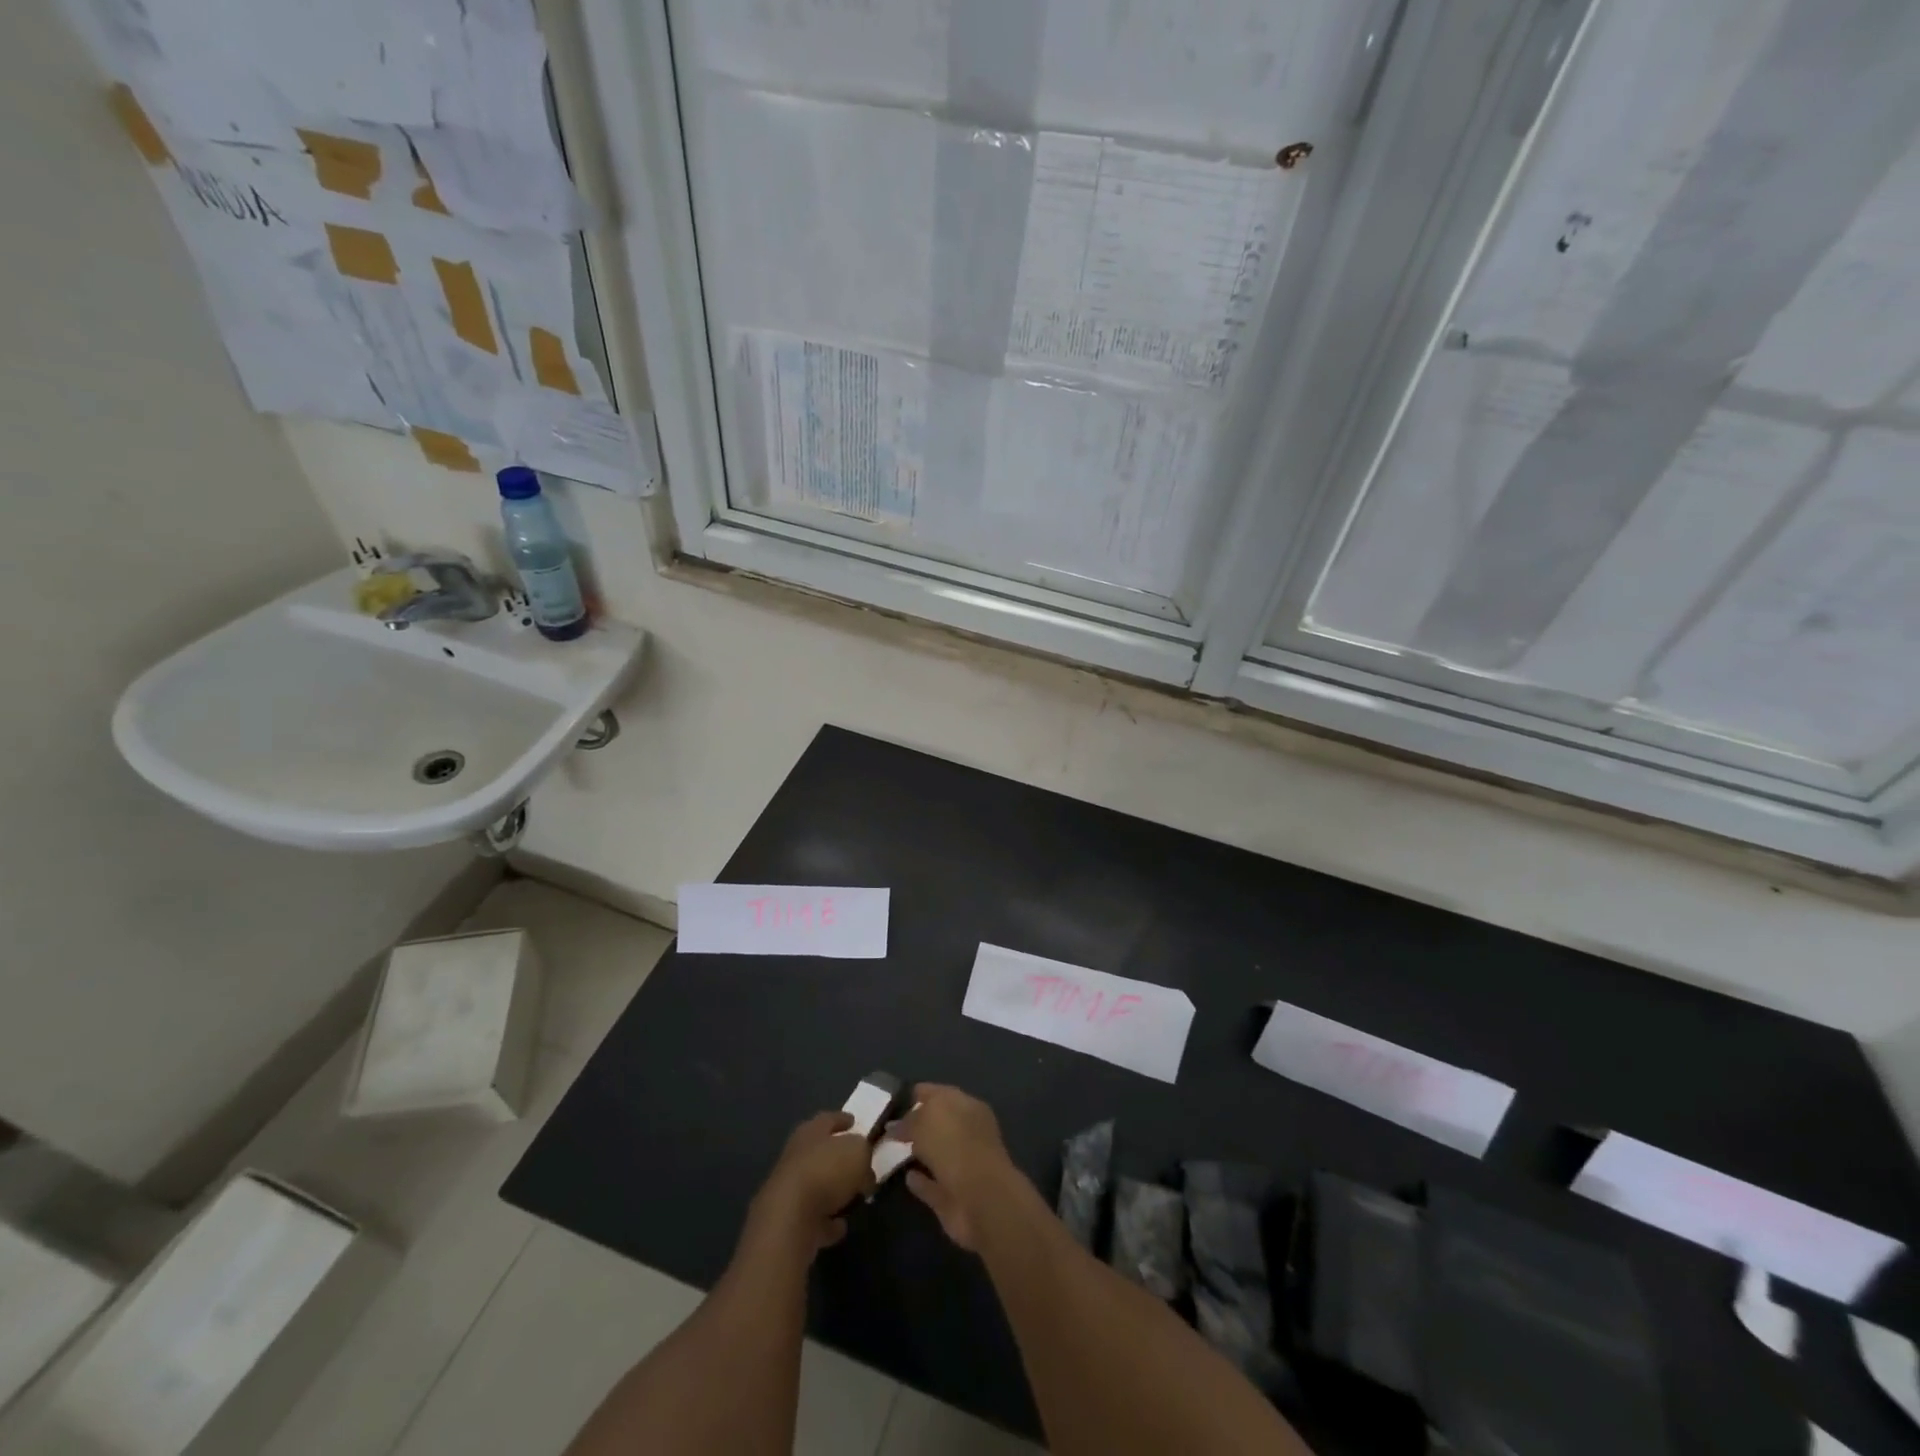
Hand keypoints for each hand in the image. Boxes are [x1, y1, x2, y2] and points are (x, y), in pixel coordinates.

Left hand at [746, 1111, 876, 1257]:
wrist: (789, 1219)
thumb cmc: (827, 1172)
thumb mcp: (858, 1151)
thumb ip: (863, 1152)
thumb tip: (863, 1165)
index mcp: (811, 1133)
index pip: (828, 1119)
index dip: (842, 1119)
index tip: (854, 1121)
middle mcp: (796, 1157)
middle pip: (819, 1152)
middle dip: (837, 1157)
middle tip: (858, 1162)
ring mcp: (790, 1191)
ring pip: (816, 1186)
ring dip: (832, 1191)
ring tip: (854, 1196)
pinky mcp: (789, 1222)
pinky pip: (814, 1219)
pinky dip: (827, 1222)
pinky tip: (841, 1225)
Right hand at [894, 1085, 1022, 1251]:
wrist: (980, 1202)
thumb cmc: (955, 1147)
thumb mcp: (926, 1121)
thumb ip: (909, 1120)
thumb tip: (895, 1126)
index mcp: (966, 1106)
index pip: (937, 1093)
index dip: (915, 1095)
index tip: (892, 1101)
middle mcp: (967, 1133)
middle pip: (937, 1124)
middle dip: (916, 1124)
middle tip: (887, 1126)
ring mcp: (962, 1165)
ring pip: (936, 1154)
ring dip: (918, 1152)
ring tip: (892, 1150)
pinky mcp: (954, 1196)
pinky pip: (933, 1184)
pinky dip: (921, 1182)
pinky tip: (906, 1177)